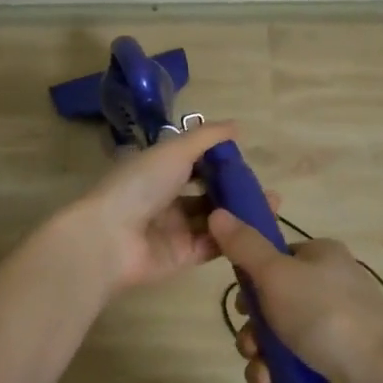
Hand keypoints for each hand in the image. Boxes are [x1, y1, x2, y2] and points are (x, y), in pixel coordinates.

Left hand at [50, 123, 263, 295]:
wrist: (111, 238)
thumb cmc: (140, 184)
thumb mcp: (174, 150)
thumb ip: (207, 137)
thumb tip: (237, 126)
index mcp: (158, 170)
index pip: (193, 162)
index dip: (219, 161)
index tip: (246, 160)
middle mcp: (166, 198)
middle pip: (207, 192)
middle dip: (235, 189)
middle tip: (266, 188)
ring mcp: (174, 229)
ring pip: (214, 218)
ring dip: (240, 212)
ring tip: (272, 205)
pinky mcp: (182, 256)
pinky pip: (213, 245)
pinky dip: (233, 237)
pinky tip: (257, 229)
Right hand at [208, 209, 382, 382]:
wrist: (381, 382)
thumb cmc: (325, 316)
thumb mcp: (276, 273)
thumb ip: (244, 246)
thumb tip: (218, 212)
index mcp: (322, 258)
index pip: (276, 259)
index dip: (252, 281)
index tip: (242, 303)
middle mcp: (330, 291)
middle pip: (273, 307)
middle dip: (254, 333)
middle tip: (252, 345)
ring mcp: (336, 333)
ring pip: (280, 345)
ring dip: (262, 364)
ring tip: (265, 378)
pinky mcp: (338, 372)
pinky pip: (296, 376)